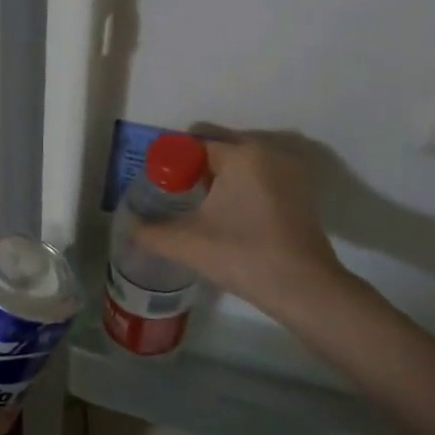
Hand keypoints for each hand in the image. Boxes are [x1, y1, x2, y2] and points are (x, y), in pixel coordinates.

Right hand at [134, 130, 353, 320]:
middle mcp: (268, 152)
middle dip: (194, 169)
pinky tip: (229, 219)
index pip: (194, 145)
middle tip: (173, 197)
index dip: (171, 164)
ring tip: (198, 209)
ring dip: (219, 180)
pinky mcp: (301, 194)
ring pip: (241, 166)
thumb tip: (129, 228)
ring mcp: (290, 173)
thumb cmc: (242, 254)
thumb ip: (149, 232)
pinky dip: (241, 191)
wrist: (305, 289)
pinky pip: (260, 180)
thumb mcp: (185, 243)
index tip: (157, 187)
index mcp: (241, 153)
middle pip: (219, 151)